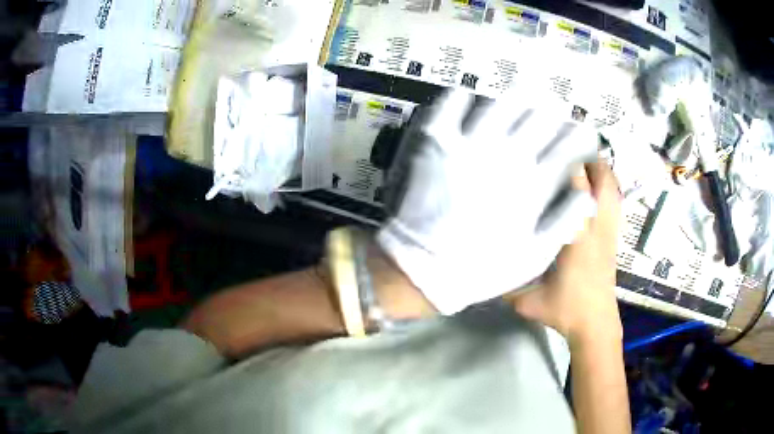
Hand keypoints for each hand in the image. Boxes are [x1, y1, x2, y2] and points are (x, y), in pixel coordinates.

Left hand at [378, 90, 598, 314]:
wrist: (425, 269)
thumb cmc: (482, 267)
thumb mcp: (534, 257)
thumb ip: (564, 222)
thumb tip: (588, 195)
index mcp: (533, 184)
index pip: (567, 149)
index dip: (581, 137)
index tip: (587, 132)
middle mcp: (507, 156)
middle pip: (539, 119)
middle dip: (554, 111)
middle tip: (556, 107)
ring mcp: (470, 145)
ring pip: (501, 105)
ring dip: (517, 96)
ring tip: (525, 91)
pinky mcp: (438, 143)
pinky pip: (449, 107)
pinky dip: (460, 96)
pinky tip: (467, 93)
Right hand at [511, 161, 621, 345]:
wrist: (596, 323)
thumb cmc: (565, 310)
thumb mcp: (529, 300)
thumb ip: (505, 283)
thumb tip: (480, 263)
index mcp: (578, 239)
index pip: (578, 191)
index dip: (568, 165)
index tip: (551, 147)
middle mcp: (597, 229)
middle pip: (603, 182)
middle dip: (590, 159)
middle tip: (569, 144)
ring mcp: (610, 231)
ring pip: (613, 189)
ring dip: (601, 170)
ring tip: (582, 157)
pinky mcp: (614, 236)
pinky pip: (615, 202)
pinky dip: (607, 186)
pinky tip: (593, 184)